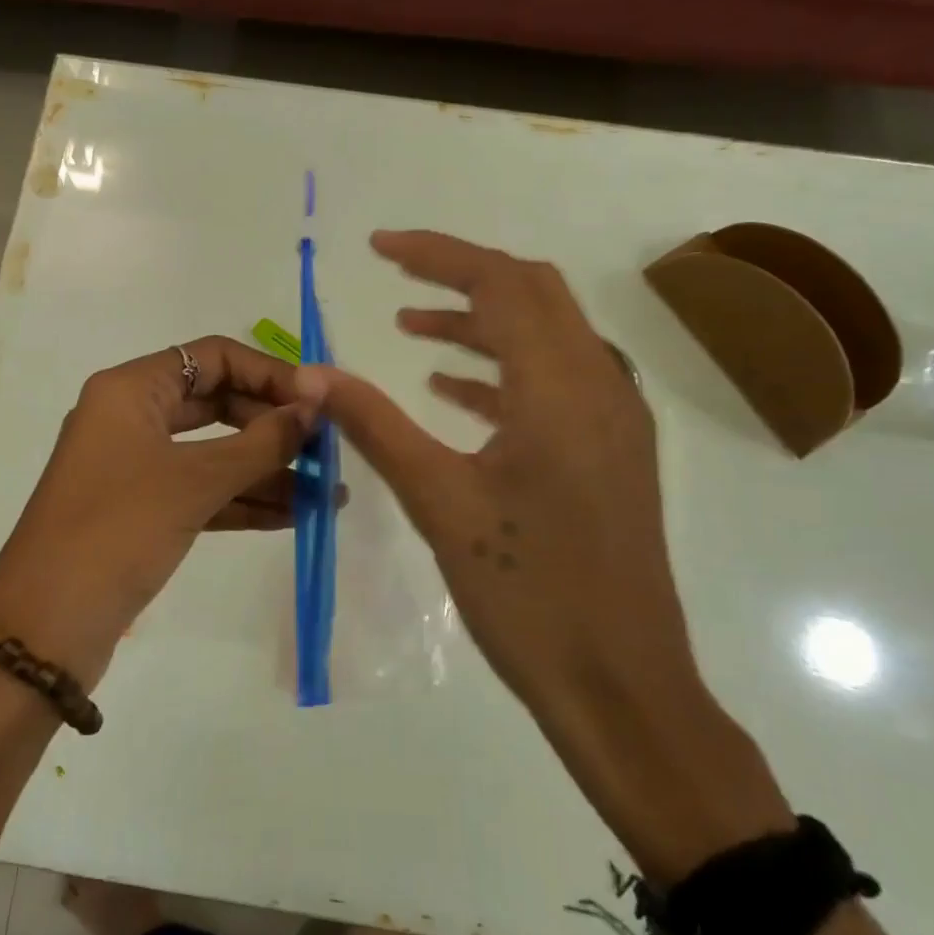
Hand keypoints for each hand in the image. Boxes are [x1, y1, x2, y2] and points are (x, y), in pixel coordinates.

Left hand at [0, 336, 323, 687]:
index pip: (212, 358)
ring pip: (212, 452)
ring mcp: (135, 466)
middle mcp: (131, 417)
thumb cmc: (117, 531)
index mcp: (130, 390)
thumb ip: (261, 442)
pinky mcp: (142, 510)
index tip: (317, 404)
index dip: (268, 374)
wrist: (45, 630)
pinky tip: (294, 516)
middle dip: (272, 427)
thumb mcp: (193, 481)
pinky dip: (242, 500)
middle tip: (326, 452)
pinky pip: (201, 491)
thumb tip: (314, 408)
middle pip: (216, 403)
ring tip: (326, 493)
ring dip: (266, 470)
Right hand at [308, 230, 692, 709]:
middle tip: (397, 275)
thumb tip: (312, 372)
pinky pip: (557, 382)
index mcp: (562, 387)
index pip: (501, 283)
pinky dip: (504, 370)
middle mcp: (600, 386)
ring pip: (547, 336)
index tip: (378, 247)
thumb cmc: (528, 593)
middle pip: (534, 293)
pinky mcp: (611, 453)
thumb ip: (374, 425)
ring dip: (483, 321)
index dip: (437, 253)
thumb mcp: (439, 502)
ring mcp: (615, 420)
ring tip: (413, 328)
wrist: (621, 687)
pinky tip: (453, 392)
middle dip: (463, 274)